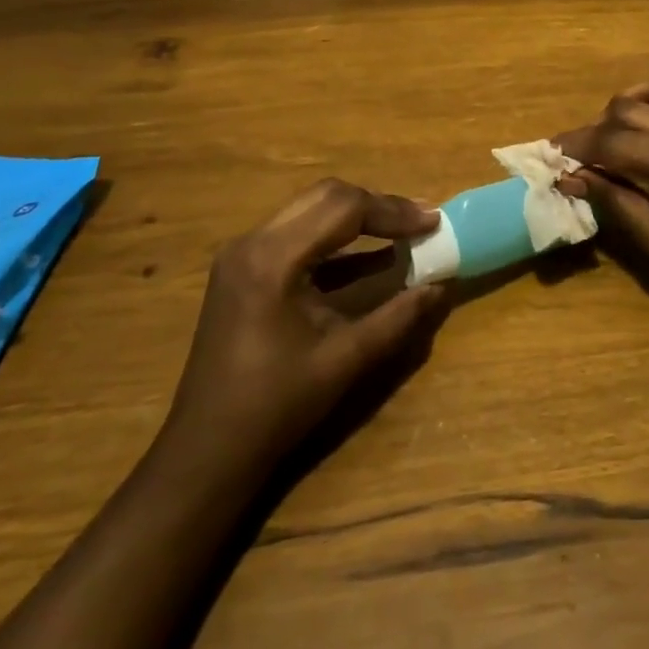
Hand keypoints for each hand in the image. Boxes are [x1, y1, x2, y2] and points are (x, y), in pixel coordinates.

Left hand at [160, 180, 446, 477]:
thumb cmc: (276, 407)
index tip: (434, 222)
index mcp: (273, 259)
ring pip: (312, 208)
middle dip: (379, 206)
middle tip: (421, 221)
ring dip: (359, 216)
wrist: (206, 452)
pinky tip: (373, 255)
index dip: (394, 212)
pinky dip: (337, 238)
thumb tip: (442, 286)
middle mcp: (253, 242)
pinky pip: (298, 233)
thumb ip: (398, 317)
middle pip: (327, 196)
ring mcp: (244, 253)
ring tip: (405, 230)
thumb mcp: (346, 359)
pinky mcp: (244, 268)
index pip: (344, 208)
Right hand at [558, 76, 648, 321]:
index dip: (576, 146)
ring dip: (627, 107)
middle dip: (596, 129)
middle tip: (577, 156)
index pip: (610, 141)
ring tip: (611, 137)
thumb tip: (572, 176)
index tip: (550, 154)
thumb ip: (614, 200)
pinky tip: (647, 134)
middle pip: (627, 109)